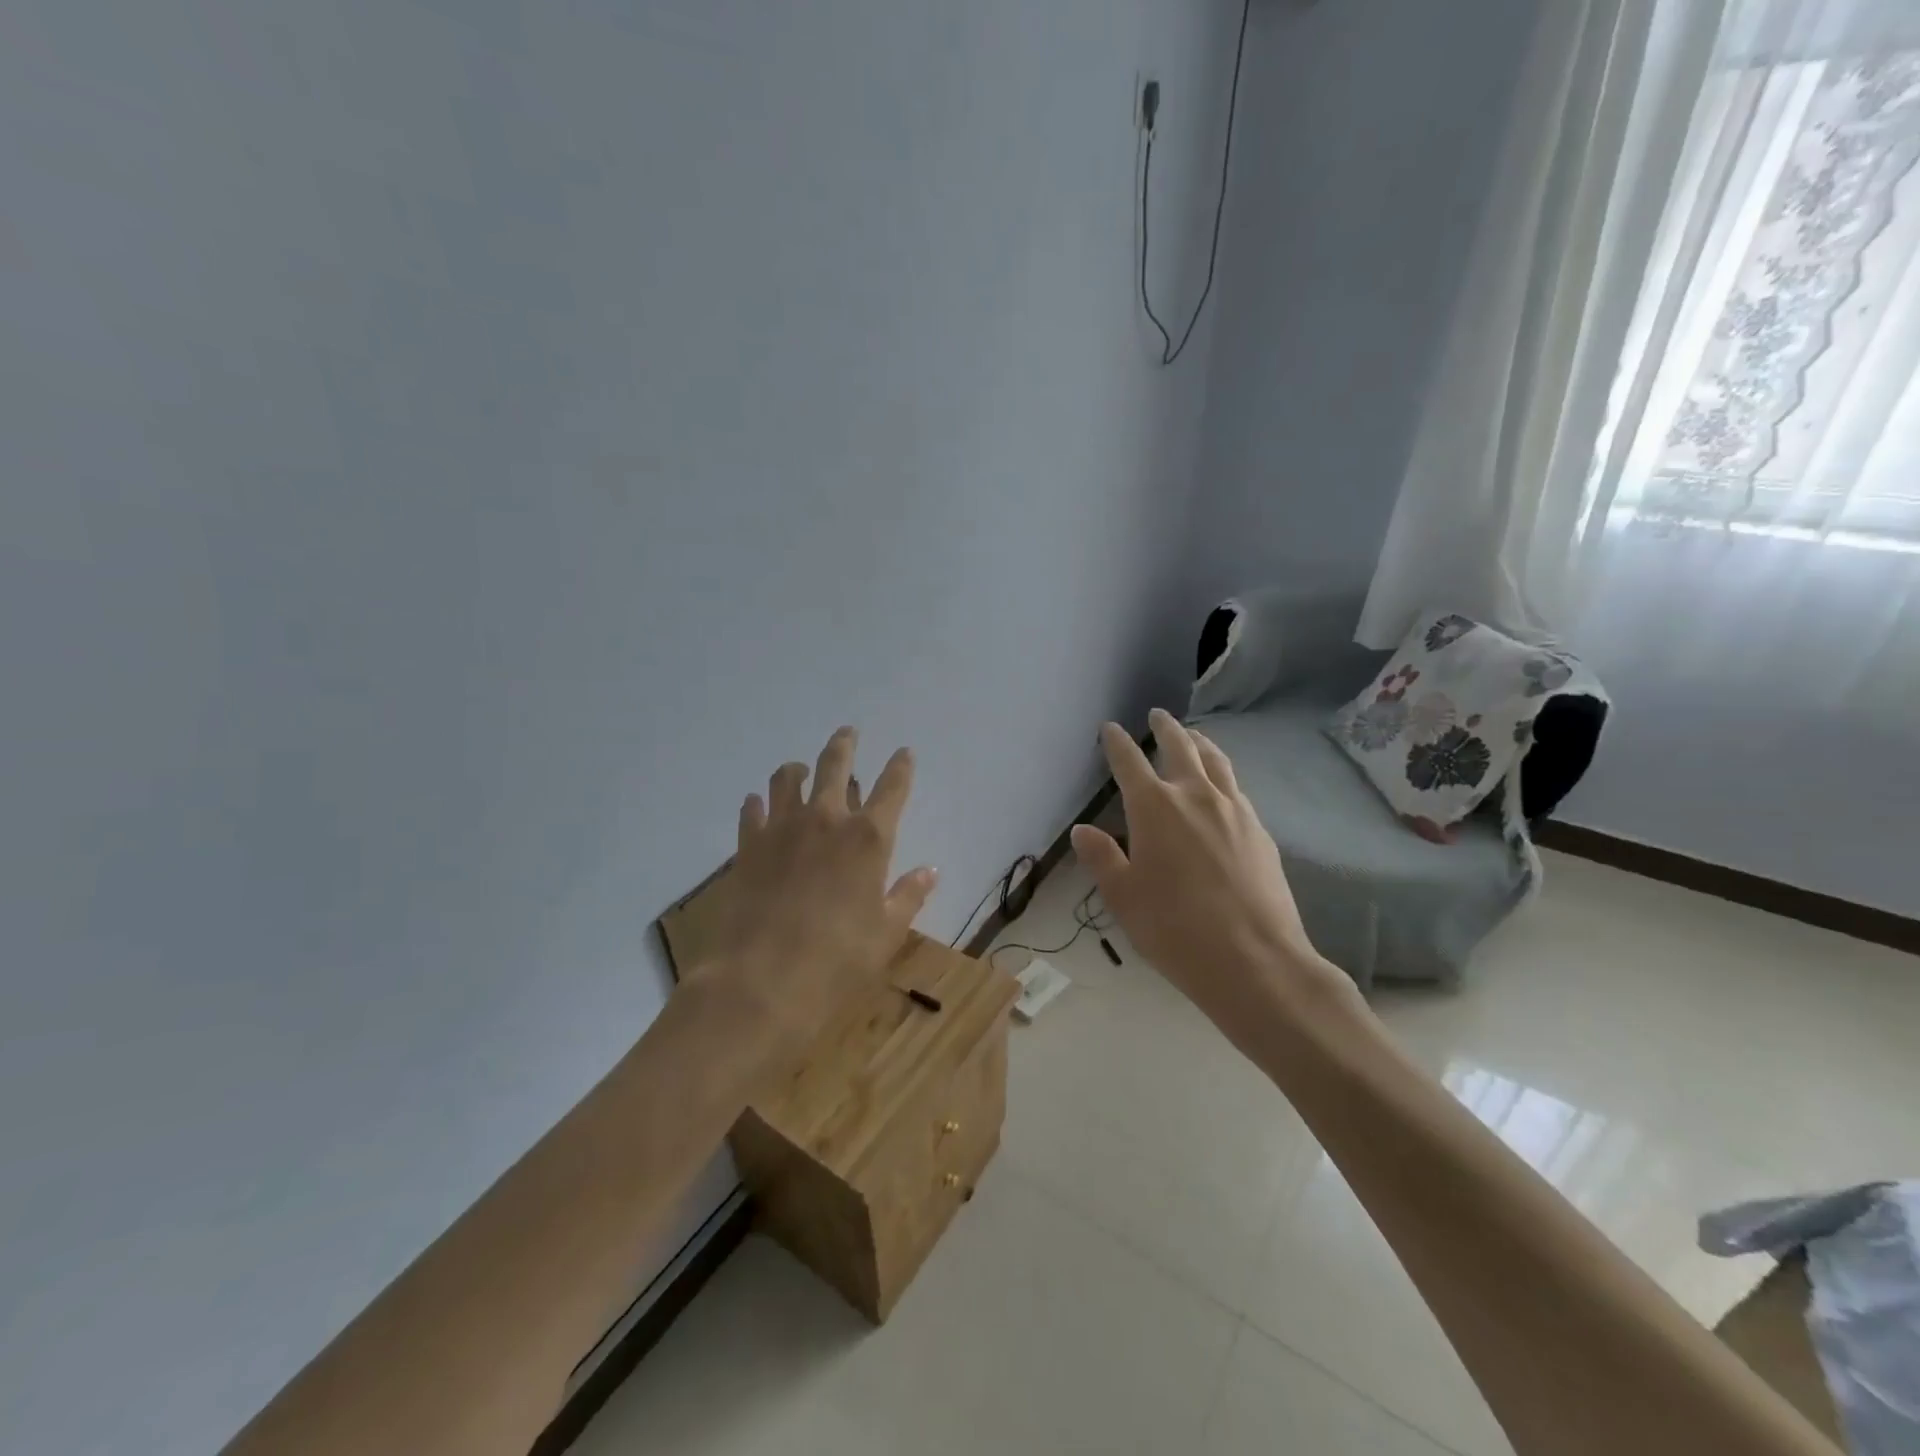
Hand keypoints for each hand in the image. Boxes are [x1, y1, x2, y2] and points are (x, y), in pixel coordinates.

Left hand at [697, 727, 936, 1051]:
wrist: (762, 980)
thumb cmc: (838, 960)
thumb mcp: (887, 933)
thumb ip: (909, 896)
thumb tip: (931, 871)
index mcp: (869, 838)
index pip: (892, 787)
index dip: (901, 766)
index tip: (904, 752)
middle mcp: (827, 819)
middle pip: (836, 764)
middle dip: (845, 744)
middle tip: (848, 732)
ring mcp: (782, 828)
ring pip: (788, 778)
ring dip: (798, 769)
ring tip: (801, 769)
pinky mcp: (748, 845)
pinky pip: (753, 810)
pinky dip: (759, 803)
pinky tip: (759, 805)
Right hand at [1070, 709, 1351, 1036]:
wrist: (1255, 960)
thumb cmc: (1175, 929)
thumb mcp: (1123, 897)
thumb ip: (1101, 857)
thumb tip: (1082, 830)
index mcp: (1154, 807)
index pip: (1129, 761)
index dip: (1117, 742)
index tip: (1110, 728)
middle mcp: (1196, 795)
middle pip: (1180, 747)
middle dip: (1165, 728)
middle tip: (1157, 715)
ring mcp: (1235, 810)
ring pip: (1216, 761)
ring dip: (1200, 743)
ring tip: (1193, 736)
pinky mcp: (1260, 830)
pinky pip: (1237, 788)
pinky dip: (1222, 774)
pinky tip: (1222, 787)